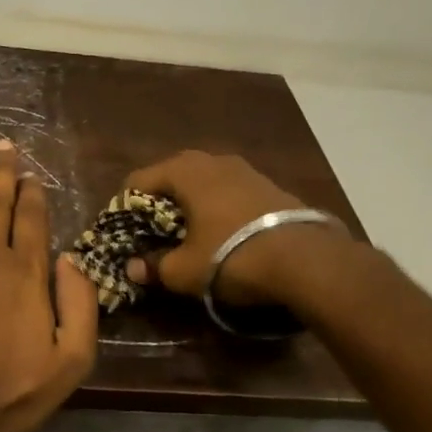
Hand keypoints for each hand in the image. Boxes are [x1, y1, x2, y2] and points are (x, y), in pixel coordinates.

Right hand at [123, 150, 351, 307]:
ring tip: (187, 236)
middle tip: (152, 236)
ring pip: (203, 184)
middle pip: (171, 178)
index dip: (124, 208)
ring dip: (190, 206)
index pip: (138, 181)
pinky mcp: (269, 185)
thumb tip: (132, 268)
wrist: (307, 261)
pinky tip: (222, 235)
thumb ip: (154, 266)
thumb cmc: (232, 257)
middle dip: (158, 205)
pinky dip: (217, 209)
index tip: (124, 235)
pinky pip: (228, 192)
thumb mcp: (184, 270)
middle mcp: (213, 160)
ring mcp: (245, 170)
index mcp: (185, 171)